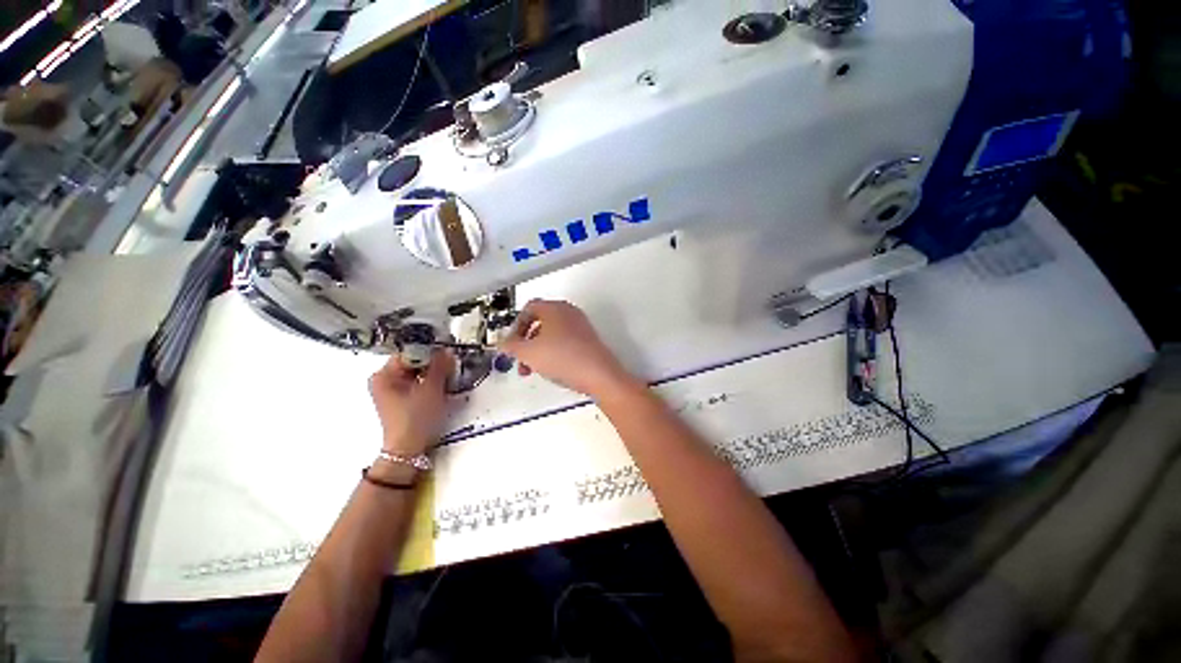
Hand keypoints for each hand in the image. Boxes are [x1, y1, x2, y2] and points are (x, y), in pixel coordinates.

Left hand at [368, 349, 453, 454]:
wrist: (409, 448)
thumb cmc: (416, 417)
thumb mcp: (432, 389)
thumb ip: (440, 367)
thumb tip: (448, 349)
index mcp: (384, 375)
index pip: (409, 352)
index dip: (430, 351)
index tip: (448, 351)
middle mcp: (383, 379)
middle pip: (412, 362)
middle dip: (433, 362)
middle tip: (451, 364)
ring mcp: (391, 390)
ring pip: (416, 372)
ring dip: (433, 372)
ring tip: (449, 374)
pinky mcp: (400, 398)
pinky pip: (416, 382)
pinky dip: (429, 381)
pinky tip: (442, 385)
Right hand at [498, 299, 635, 398]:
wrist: (598, 374)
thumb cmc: (563, 358)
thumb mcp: (528, 353)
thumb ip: (510, 346)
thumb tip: (503, 343)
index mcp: (555, 308)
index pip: (528, 308)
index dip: (515, 326)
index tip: (511, 344)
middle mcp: (569, 312)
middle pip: (539, 323)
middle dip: (526, 343)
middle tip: (521, 360)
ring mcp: (581, 326)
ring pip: (551, 335)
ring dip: (538, 350)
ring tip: (534, 370)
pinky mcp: (588, 340)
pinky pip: (564, 342)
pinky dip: (553, 353)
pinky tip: (552, 369)